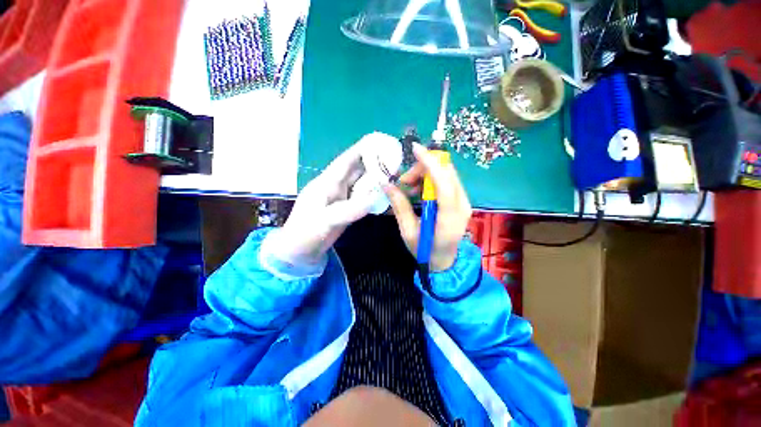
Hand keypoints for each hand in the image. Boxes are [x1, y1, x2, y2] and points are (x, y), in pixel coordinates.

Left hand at [272, 133, 401, 265]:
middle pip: (356, 171)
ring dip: (375, 179)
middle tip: (394, 159)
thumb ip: (349, 210)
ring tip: (394, 174)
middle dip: (373, 163)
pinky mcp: (346, 209)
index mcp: (327, 183)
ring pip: (361, 184)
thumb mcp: (325, 220)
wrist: (300, 250)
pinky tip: (384, 194)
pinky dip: (373, 195)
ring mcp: (342, 198)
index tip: (377, 140)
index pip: (345, 162)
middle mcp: (336, 187)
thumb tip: (375, 199)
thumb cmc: (306, 232)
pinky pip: (362, 198)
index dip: (360, 150)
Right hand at [383, 144, 471, 271]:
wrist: (445, 260)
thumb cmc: (425, 250)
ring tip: (409, 188)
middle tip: (404, 182)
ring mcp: (464, 201)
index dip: (430, 163)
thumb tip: (386, 184)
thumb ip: (399, 206)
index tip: (415, 149)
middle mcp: (462, 205)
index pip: (443, 183)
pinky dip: (431, 178)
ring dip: (426, 173)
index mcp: (449, 217)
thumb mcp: (408, 231)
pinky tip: (419, 190)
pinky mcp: (461, 199)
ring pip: (447, 173)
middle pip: (446, 172)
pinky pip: (446, 179)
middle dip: (423, 169)